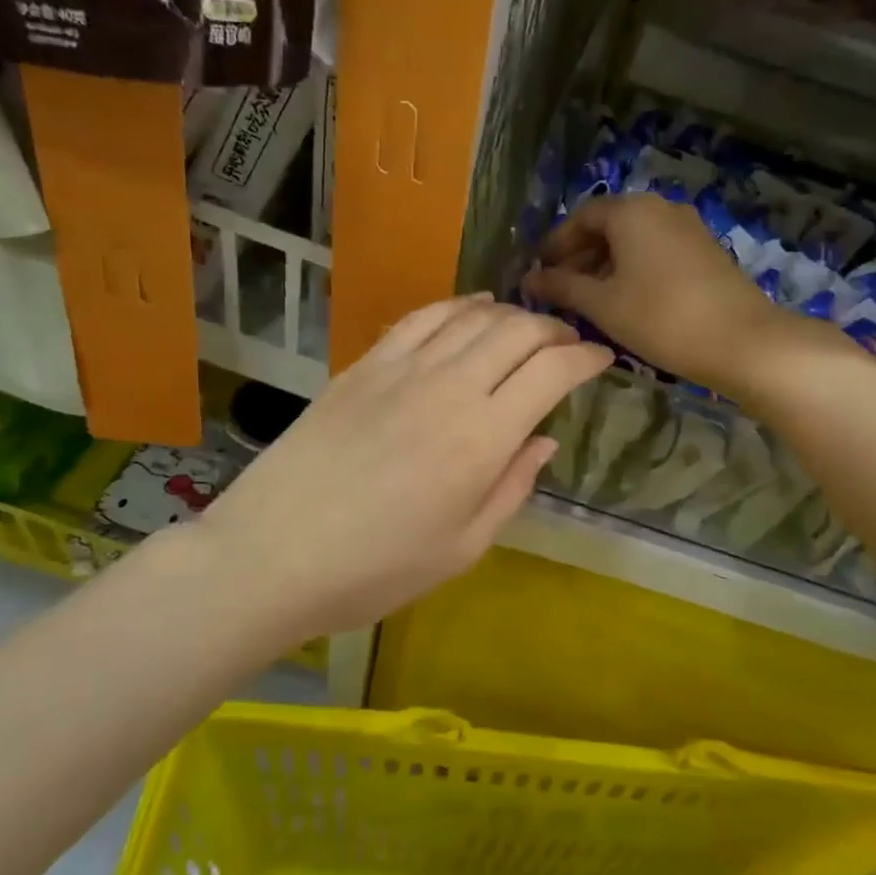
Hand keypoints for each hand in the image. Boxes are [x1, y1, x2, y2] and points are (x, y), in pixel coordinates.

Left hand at [194, 297, 611, 641]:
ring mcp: (401, 369)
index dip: (585, 358)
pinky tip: (472, 308)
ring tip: (527, 328)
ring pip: (472, 316)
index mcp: (482, 438)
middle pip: (516, 330)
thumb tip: (543, 440)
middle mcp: (449, 387)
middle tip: (569, 344)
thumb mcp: (463, 547)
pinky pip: (422, 318)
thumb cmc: (376, 569)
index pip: (551, 372)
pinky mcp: (364, 365)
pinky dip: (457, 305)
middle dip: (554, 329)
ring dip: (511, 314)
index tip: (602, 360)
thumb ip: (511, 487)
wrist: (272, 556)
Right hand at [524, 193, 835, 397]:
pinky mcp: (706, 251)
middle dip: (580, 256)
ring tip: (589, 301)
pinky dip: (634, 270)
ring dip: (606, 265)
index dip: (556, 244)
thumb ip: (561, 288)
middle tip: (560, 290)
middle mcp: (660, 208)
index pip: (581, 217)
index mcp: (631, 211)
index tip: (539, 272)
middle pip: (609, 226)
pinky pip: (657, 252)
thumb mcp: (602, 304)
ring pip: (635, 240)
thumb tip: (529, 280)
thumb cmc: (659, 317)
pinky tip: (626, 301)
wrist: (740, 340)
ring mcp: (688, 228)